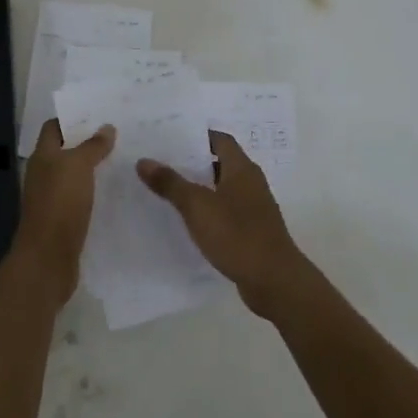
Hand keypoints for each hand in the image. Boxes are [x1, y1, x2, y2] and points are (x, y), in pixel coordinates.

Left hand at [6, 118, 115, 305]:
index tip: (100, 114)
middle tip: (121, 136)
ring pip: (74, 176)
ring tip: (124, 161)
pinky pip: (80, 198)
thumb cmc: (60, 204)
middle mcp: (44, 175)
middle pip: (65, 151)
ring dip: (94, 169)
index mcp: (43, 157)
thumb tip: (106, 127)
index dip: (73, 119)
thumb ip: (92, 146)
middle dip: (88, 143)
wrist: (48, 258)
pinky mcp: (64, 220)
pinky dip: (95, 193)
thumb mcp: (78, 167)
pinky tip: (117, 193)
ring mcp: (52, 199)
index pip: (54, 127)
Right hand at [137, 132, 314, 319]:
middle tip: (160, 161)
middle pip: (219, 163)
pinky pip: (225, 212)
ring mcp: (253, 209)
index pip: (220, 140)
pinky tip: (186, 220)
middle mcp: (251, 183)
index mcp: (242, 169)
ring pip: (221, 189)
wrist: (274, 281)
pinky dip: (207, 211)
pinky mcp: (251, 231)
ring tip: (166, 189)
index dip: (196, 136)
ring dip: (198, 188)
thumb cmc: (237, 235)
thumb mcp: (197, 207)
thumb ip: (170, 183)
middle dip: (192, 162)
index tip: (169, 137)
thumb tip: (144, 161)